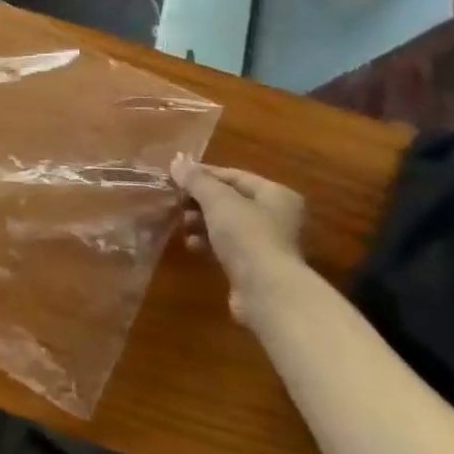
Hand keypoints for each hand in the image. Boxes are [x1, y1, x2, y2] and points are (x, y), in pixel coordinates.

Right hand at [171, 155, 305, 321]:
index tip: (176, 177)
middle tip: (177, 202)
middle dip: (200, 201)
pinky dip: (208, 243)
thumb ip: (196, 179)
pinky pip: (226, 247)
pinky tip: (192, 246)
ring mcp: (267, 244)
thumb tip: (176, 161)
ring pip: (226, 225)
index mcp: (276, 194)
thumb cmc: (247, 235)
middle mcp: (276, 216)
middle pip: (229, 200)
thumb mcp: (217, 200)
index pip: (234, 175)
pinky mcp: (254, 268)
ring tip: (183, 225)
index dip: (204, 174)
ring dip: (201, 222)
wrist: (266, 292)